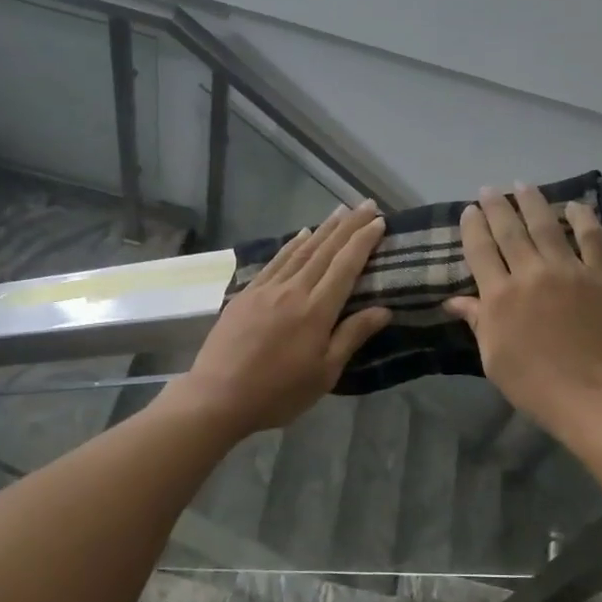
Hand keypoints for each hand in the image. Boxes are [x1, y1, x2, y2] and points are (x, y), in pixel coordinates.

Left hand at [166, 200, 391, 439]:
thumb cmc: (278, 392)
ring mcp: (267, 289)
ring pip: (301, 250)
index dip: (363, 241)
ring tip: (341, 211)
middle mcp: (293, 290)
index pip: (346, 266)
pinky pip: (276, 261)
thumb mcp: (324, 373)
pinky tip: (301, 234)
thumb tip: (384, 309)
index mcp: (317, 310)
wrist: (217, 396)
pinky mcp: (247, 294)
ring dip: (324, 228)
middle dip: (349, 226)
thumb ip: (352, 336)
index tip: (379, 222)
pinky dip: (292, 244)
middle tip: (367, 204)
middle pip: (325, 250)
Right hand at [443, 185, 601, 434]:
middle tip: (490, 189)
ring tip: (523, 185)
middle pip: (509, 230)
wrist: (596, 396)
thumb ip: (478, 321)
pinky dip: (582, 217)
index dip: (473, 226)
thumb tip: (454, 300)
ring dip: (532, 201)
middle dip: (497, 206)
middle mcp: (531, 273)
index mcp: (500, 295)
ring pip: (547, 224)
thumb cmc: (536, 385)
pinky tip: (574, 205)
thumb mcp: (494, 358)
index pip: (480, 249)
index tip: (469, 210)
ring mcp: (571, 270)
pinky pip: (592, 237)